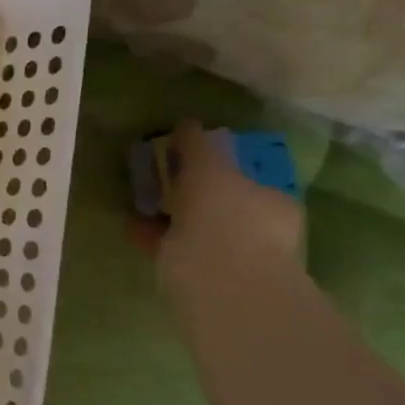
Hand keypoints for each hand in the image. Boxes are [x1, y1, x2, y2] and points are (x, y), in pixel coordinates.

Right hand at [140, 121, 304, 292]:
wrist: (218, 280)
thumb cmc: (224, 214)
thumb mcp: (208, 167)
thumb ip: (197, 144)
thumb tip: (186, 124)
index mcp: (273, 203)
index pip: (247, 179)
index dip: (219, 168)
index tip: (188, 161)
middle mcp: (259, 231)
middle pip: (220, 204)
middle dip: (191, 193)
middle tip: (160, 180)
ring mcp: (232, 258)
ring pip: (195, 227)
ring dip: (169, 215)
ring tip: (139, 202)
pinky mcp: (200, 277)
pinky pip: (172, 248)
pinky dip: (152, 236)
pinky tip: (131, 225)